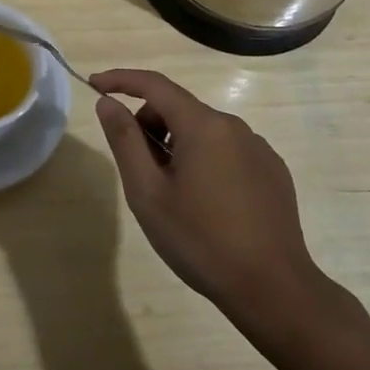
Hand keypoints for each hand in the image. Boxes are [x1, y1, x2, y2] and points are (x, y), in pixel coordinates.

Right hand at [89, 68, 331, 333]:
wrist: (273, 290)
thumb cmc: (200, 240)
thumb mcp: (148, 193)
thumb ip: (125, 140)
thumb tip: (108, 103)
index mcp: (202, 125)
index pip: (154, 84)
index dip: (121, 80)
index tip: (95, 85)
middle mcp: (234, 126)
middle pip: (179, 108)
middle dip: (149, 124)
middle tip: (137, 169)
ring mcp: (258, 148)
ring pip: (204, 131)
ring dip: (177, 145)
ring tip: (172, 193)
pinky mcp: (273, 172)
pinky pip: (228, 150)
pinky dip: (205, 160)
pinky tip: (206, 203)